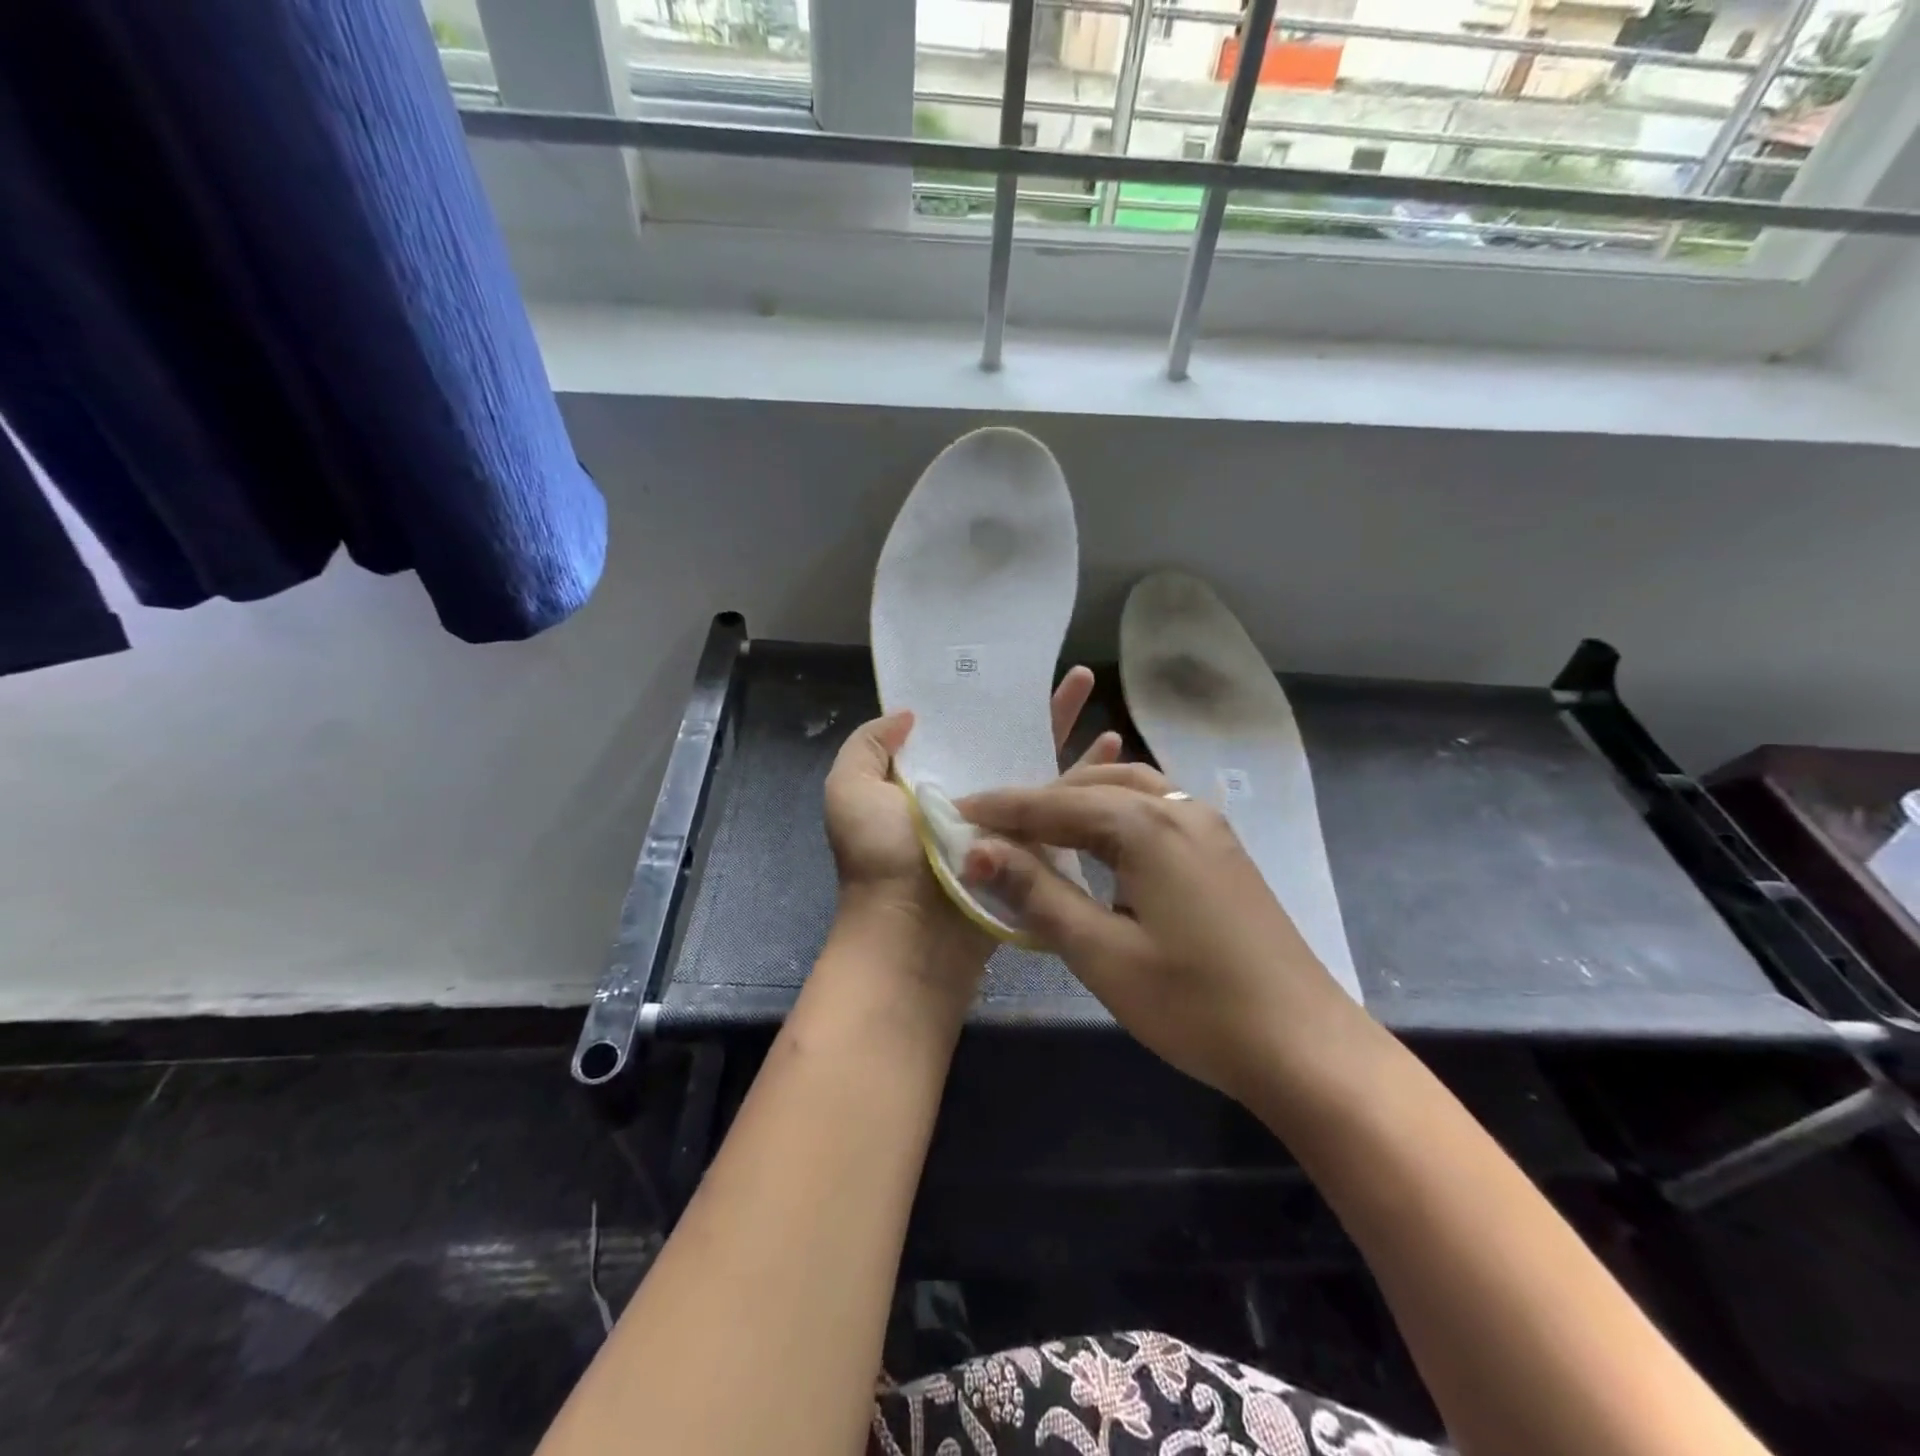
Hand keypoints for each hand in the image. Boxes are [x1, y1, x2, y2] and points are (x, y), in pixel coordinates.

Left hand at [824, 667, 1120, 941]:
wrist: (912, 934)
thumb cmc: (880, 858)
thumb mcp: (849, 790)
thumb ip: (869, 745)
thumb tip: (909, 715)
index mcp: (926, 779)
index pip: (962, 727)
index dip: (984, 698)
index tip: (1012, 666)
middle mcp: (968, 795)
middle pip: (1009, 741)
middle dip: (1041, 707)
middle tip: (1077, 674)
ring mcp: (1004, 822)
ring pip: (1043, 768)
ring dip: (1071, 733)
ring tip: (1098, 697)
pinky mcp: (1034, 846)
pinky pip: (1063, 804)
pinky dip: (1088, 776)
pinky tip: (1116, 750)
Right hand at [957, 765, 1369, 1103]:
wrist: (1303, 1045)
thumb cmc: (1194, 1005)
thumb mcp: (1102, 953)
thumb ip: (1039, 893)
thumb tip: (980, 850)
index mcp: (1146, 826)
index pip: (1053, 805)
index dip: (1000, 810)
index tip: (954, 811)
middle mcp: (1178, 808)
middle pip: (1090, 786)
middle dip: (1036, 801)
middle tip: (991, 825)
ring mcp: (1207, 824)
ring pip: (1127, 788)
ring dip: (1077, 799)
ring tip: (1038, 825)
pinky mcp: (1221, 847)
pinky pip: (1154, 807)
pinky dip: (1114, 811)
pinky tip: (1100, 838)